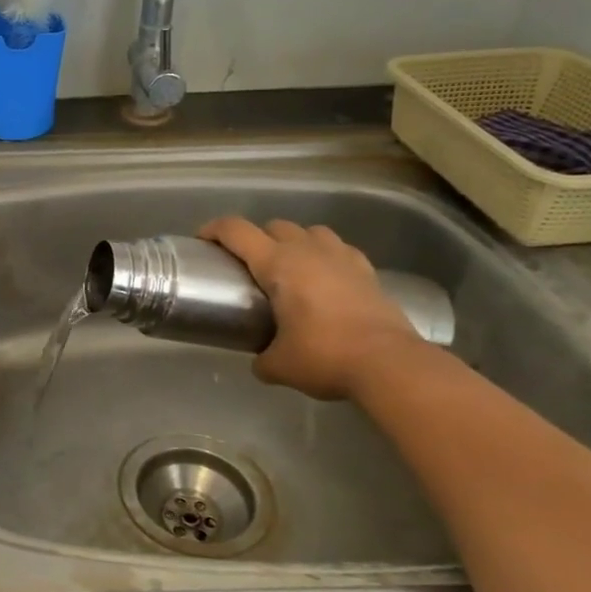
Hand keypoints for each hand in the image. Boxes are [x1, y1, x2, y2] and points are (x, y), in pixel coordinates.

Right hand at [199, 217, 424, 400]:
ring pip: (310, 231)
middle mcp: (307, 250)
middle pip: (274, 226)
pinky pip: (339, 250)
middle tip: (248, 265)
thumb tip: (261, 361)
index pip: (237, 231)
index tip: (202, 241)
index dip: (214, 230)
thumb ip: (262, 358)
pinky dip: (326, 256)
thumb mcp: (279, 365)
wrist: (389, 363)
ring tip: (289, 267)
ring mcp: (341, 257)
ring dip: (294, 241)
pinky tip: (326, 278)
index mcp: (277, 264)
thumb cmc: (325, 356)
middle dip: (256, 238)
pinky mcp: (368, 271)